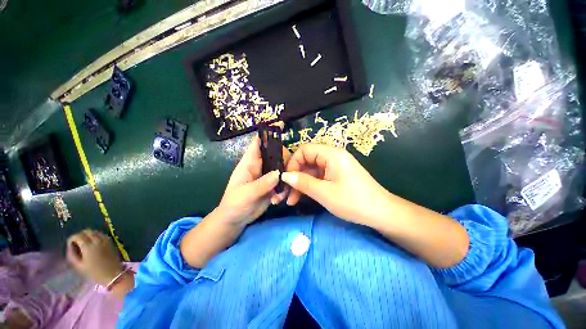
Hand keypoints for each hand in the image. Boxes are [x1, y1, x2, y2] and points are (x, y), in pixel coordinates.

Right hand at [67, 229, 123, 285]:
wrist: (112, 274)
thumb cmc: (94, 273)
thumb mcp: (79, 266)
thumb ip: (72, 255)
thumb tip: (70, 247)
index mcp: (88, 246)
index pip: (78, 235)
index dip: (72, 239)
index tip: (70, 245)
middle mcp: (97, 240)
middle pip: (87, 231)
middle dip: (80, 235)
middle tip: (77, 244)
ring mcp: (105, 240)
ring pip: (95, 232)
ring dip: (88, 235)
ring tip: (84, 244)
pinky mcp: (111, 242)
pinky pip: (102, 235)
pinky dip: (96, 236)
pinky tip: (93, 244)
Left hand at [218, 135, 289, 225]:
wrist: (235, 220)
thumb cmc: (234, 204)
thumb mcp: (246, 194)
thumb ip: (262, 184)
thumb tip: (278, 174)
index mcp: (249, 163)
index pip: (258, 143)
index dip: (268, 134)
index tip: (280, 125)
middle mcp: (260, 166)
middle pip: (276, 154)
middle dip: (284, 162)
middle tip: (287, 174)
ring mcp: (267, 176)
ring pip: (282, 169)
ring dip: (285, 180)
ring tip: (278, 194)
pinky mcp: (272, 186)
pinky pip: (283, 182)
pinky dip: (283, 190)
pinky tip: (277, 200)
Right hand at [282, 144, 390, 225]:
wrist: (381, 213)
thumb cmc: (353, 201)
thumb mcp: (324, 193)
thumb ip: (303, 182)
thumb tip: (284, 176)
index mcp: (332, 154)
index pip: (304, 150)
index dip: (293, 162)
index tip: (286, 179)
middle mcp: (333, 156)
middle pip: (307, 160)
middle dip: (295, 176)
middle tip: (286, 193)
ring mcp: (335, 167)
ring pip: (311, 171)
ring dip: (301, 184)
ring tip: (291, 200)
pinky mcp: (336, 176)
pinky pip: (319, 177)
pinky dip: (310, 186)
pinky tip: (302, 197)